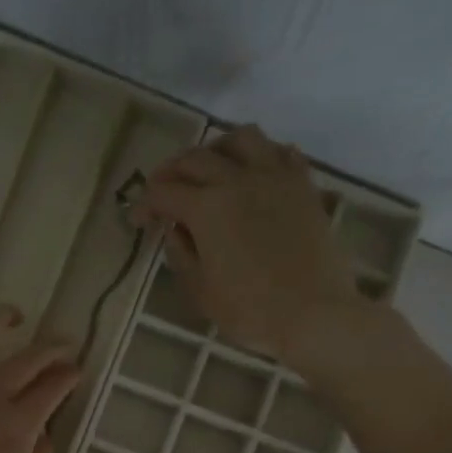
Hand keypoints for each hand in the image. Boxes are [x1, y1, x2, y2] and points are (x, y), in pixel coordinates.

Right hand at [134, 124, 365, 363]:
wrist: (314, 314)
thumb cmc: (250, 310)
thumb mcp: (201, 291)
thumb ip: (182, 256)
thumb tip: (176, 231)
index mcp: (207, 208)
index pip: (163, 192)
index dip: (144, 204)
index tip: (137, 220)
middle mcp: (238, 180)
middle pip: (196, 158)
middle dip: (171, 171)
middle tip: (163, 191)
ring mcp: (275, 178)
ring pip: (241, 138)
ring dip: (217, 148)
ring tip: (210, 167)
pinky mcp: (304, 186)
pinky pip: (281, 152)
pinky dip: (261, 155)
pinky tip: (254, 173)